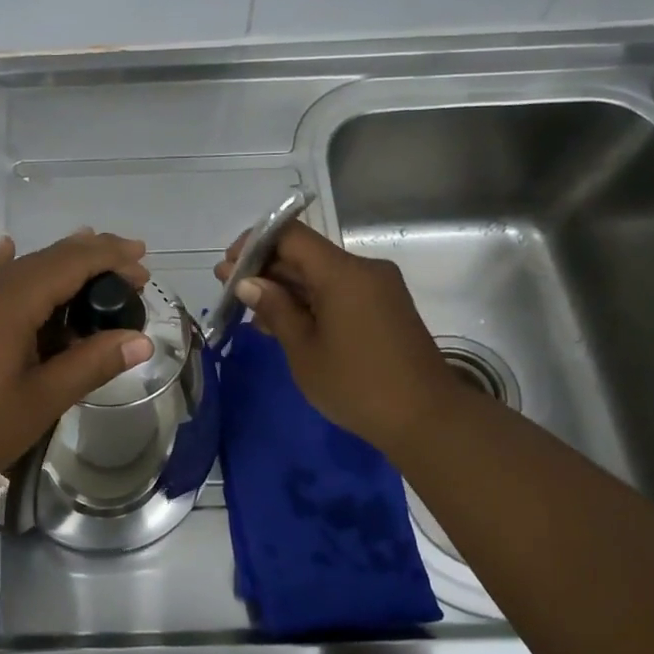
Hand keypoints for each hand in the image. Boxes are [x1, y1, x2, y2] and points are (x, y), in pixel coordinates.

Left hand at [0, 230, 153, 498]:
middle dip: (90, 260)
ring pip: (14, 268)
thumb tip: (141, 340)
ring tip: (86, 270)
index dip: (111, 257)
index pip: (71, 261)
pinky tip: (7, 254)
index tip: (143, 263)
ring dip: (54, 267)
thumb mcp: (42, 399)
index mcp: (10, 300)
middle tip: (129, 273)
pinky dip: (9, 268)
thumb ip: (92, 364)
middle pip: (45, 258)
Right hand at [214, 220, 462, 460]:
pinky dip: (308, 301)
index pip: (291, 236)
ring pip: (320, 275)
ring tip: (248, 310)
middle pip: (305, 254)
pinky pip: (338, 292)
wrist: (426, 418)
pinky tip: (281, 321)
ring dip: (285, 288)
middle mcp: (363, 270)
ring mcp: (377, 289)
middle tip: (228, 289)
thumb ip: (275, 309)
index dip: (255, 244)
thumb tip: (247, 282)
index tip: (229, 267)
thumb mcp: (303, 350)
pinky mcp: (383, 308)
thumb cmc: (356, 385)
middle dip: (265, 269)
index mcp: (343, 273)